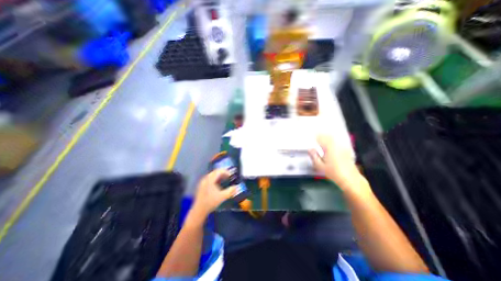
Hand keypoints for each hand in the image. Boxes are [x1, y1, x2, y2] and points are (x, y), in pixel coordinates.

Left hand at [190, 168, 236, 217]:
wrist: (199, 210)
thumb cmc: (211, 202)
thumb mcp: (222, 197)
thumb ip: (230, 191)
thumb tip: (237, 187)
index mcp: (210, 180)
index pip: (219, 171)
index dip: (226, 172)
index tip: (231, 175)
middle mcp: (206, 179)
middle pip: (215, 172)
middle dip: (223, 173)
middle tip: (229, 176)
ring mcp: (203, 182)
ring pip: (212, 175)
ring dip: (219, 175)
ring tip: (225, 179)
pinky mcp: (202, 186)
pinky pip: (209, 178)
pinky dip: (215, 178)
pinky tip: (218, 184)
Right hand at [310, 135, 366, 193]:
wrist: (350, 179)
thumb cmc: (333, 172)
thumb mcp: (320, 166)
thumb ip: (314, 156)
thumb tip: (310, 149)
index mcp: (329, 147)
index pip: (321, 138)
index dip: (316, 137)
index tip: (312, 136)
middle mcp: (337, 145)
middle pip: (328, 136)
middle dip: (322, 135)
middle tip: (317, 136)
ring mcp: (343, 148)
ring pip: (334, 139)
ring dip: (327, 138)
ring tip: (322, 140)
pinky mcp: (347, 151)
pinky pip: (338, 143)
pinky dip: (333, 142)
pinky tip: (331, 146)